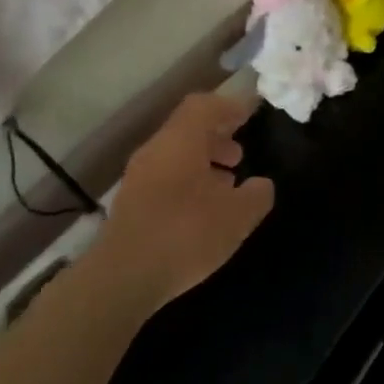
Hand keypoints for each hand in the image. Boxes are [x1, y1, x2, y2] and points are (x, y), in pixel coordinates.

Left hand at [93, 91, 274, 313]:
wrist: (121, 278)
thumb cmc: (185, 234)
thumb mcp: (236, 217)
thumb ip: (256, 195)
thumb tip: (262, 184)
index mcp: (181, 139)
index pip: (205, 105)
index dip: (229, 106)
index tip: (250, 113)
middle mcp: (156, 149)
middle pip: (188, 128)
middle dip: (217, 135)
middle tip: (240, 153)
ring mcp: (138, 175)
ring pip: (175, 154)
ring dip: (203, 160)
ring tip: (226, 183)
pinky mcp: (130, 202)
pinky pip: (164, 176)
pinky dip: (187, 180)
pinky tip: (202, 209)